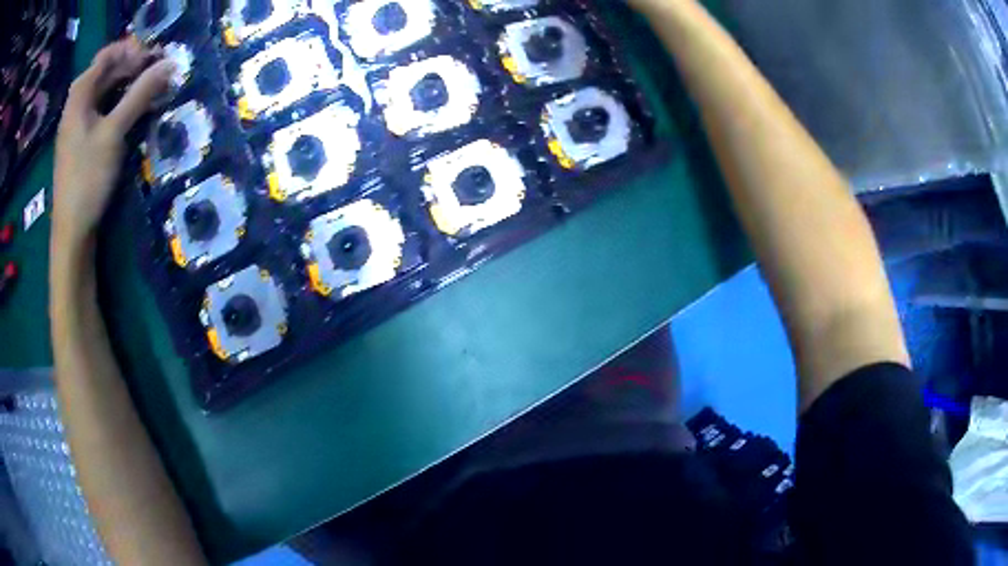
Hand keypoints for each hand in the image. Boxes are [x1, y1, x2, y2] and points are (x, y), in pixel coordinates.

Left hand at [53, 39, 173, 245]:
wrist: (71, 230)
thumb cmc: (87, 178)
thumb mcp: (114, 132)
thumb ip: (140, 94)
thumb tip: (170, 63)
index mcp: (79, 95)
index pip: (107, 55)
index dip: (131, 50)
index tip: (154, 58)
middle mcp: (76, 104)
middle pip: (106, 71)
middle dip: (132, 66)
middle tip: (157, 71)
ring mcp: (77, 123)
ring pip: (104, 91)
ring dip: (127, 85)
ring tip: (150, 88)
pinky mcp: (82, 141)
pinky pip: (102, 109)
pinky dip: (119, 104)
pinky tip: (133, 110)